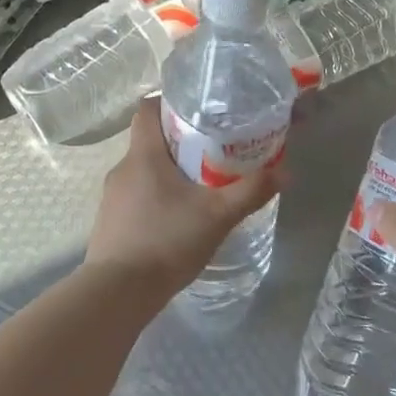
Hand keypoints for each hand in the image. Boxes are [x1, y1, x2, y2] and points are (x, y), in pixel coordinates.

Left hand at [85, 96, 282, 293]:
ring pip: (144, 171)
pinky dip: (158, 198)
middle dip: (181, 142)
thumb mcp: (218, 215)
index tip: (199, 110)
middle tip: (214, 150)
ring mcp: (112, 197)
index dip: (170, 103)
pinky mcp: (110, 222)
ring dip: (170, 173)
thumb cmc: (167, 241)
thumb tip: (285, 172)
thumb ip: (251, 191)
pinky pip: (137, 197)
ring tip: (201, 186)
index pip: (148, 109)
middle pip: (151, 140)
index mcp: (144, 155)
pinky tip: (179, 218)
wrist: (119, 292)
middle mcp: (122, 169)